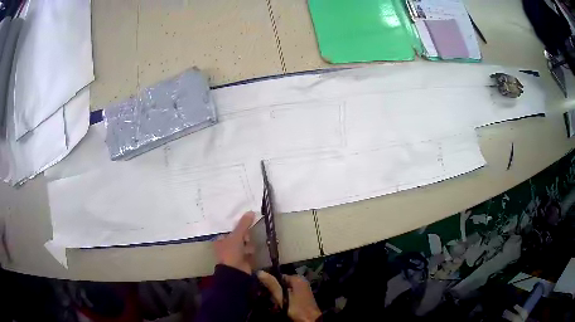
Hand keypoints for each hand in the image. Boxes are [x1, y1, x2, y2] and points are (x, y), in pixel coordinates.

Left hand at [214, 211, 254, 273]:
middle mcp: (226, 245)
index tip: (245, 224)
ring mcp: (235, 252)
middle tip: (245, 239)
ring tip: (247, 250)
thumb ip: (243, 224)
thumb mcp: (236, 236)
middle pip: (239, 235)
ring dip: (248, 245)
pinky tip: (249, 254)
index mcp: (220, 239)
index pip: (230, 229)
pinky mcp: (243, 258)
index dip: (238, 227)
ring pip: (245, 242)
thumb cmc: (231, 252)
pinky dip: (250, 251)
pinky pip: (249, 250)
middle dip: (244, 236)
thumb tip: (251, 211)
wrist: (236, 272)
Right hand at [258, 271, 321, 321]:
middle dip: (274, 292)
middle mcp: (301, 281)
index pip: (278, 277)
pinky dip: (284, 300)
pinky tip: (280, 306)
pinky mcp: (303, 297)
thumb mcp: (282, 297)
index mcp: (297, 278)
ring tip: (273, 305)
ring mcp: (303, 289)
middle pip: (282, 284)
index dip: (269, 284)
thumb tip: (260, 272)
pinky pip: (290, 295)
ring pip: (285, 291)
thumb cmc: (296, 308)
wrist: (311, 320)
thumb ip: (272, 285)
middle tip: (267, 299)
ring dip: (278, 297)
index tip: (262, 291)